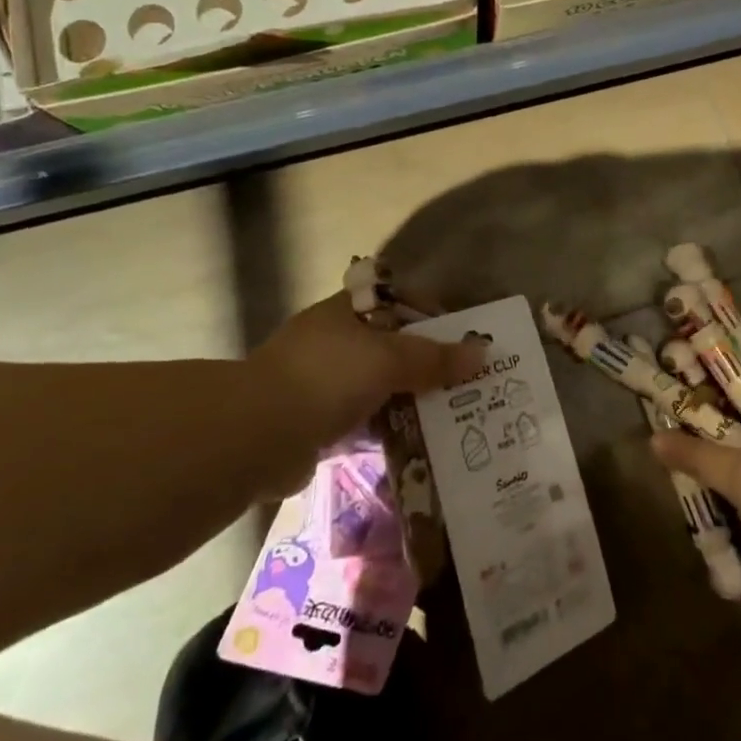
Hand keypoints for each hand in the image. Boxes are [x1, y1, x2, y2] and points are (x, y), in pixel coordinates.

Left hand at [249, 292, 485, 490]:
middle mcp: (333, 342)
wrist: (258, 437)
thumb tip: (482, 353)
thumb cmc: (327, 377)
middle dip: (425, 362)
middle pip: (390, 345)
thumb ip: (434, 357)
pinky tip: (419, 440)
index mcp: (344, 312)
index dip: (428, 312)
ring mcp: (322, 384)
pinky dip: (389, 429)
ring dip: (409, 398)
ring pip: (378, 386)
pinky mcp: (318, 424)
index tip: (459, 335)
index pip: (394, 300)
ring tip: (451, 413)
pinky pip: (365, 421)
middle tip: (464, 380)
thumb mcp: (388, 359)